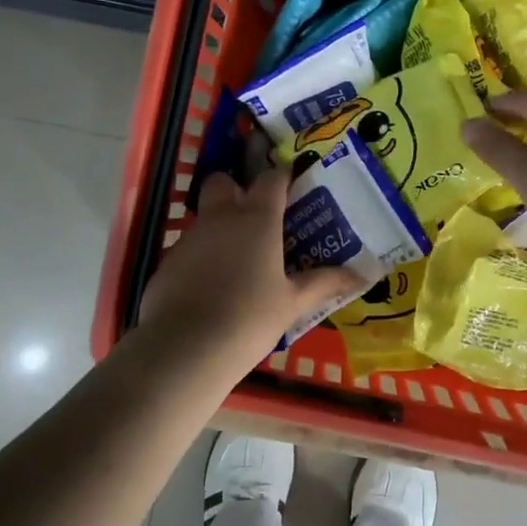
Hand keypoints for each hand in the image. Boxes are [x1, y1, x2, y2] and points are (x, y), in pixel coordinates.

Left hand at [137, 167, 357, 372]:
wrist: (186, 347)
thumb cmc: (250, 318)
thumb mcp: (292, 304)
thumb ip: (324, 284)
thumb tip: (360, 276)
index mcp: (256, 219)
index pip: (271, 179)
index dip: (282, 178)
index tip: (292, 186)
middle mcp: (219, 218)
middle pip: (222, 182)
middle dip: (235, 189)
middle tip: (254, 217)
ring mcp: (189, 238)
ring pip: (204, 218)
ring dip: (219, 228)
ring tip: (237, 262)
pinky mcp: (167, 262)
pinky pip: (188, 250)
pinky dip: (201, 259)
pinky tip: (210, 289)